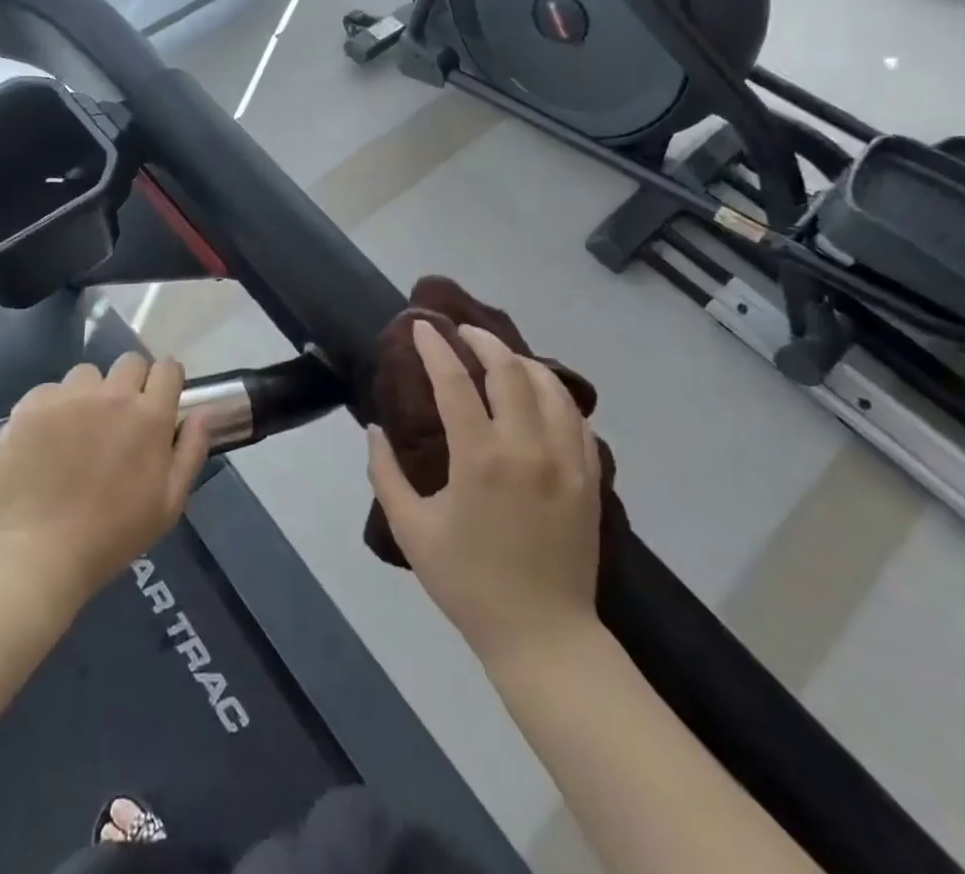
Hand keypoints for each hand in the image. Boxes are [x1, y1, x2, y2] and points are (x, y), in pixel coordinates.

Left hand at [0, 353, 210, 606]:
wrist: (39, 553)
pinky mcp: (31, 405)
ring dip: (89, 393)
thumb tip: (202, 412)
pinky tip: (46, 439)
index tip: (159, 400)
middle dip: (131, 382)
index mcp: (150, 415)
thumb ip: (191, 450)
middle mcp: (112, 394)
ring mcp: (68, 396)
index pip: (167, 369)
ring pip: (87, 374)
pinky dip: (52, 408)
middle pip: (129, 362)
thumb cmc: (113, 534)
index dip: (166, 381)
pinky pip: (49, 391)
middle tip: (119, 418)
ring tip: (78, 429)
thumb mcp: (169, 503)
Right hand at [367, 320, 602, 668]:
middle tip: (461, 332)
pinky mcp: (589, 478)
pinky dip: (555, 395)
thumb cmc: (468, 583)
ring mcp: (566, 461)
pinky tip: (540, 395)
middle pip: (509, 370)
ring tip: (501, 356)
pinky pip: (576, 419)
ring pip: (550, 386)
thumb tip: (375, 430)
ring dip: (522, 361)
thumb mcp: (411, 530)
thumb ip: (385, 474)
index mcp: (479, 458)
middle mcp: (526, 447)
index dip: (435, 348)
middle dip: (482, 341)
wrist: (543, 636)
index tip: (421, 327)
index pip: (454, 382)